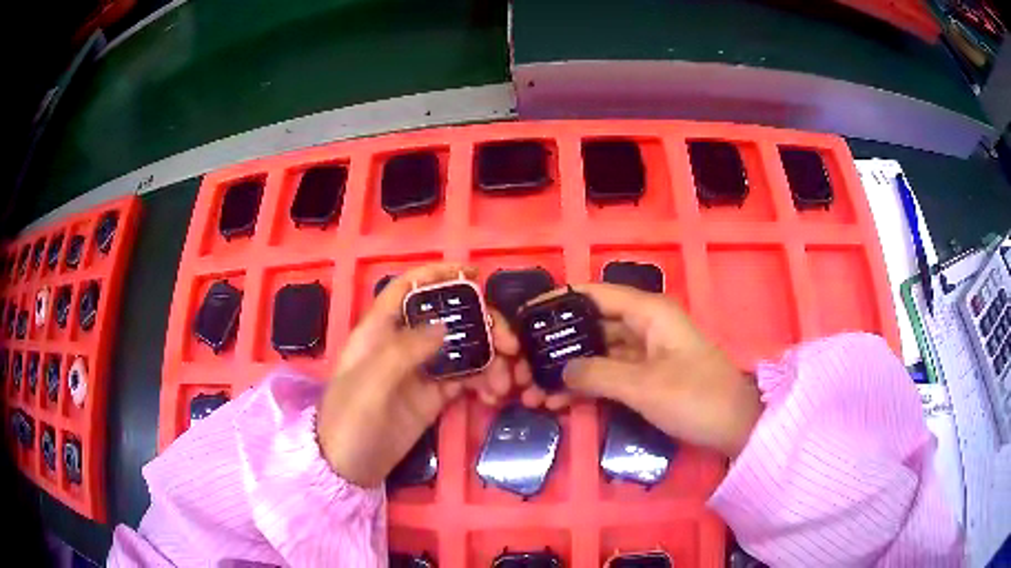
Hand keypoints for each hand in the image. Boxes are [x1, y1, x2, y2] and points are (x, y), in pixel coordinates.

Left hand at [316, 263, 519, 487]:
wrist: (348, 468)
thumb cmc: (349, 421)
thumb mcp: (370, 385)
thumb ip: (404, 351)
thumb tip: (445, 325)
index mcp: (380, 331)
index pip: (408, 288)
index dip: (437, 274)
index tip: (475, 274)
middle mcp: (403, 344)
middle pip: (448, 318)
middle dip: (483, 325)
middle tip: (511, 345)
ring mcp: (421, 371)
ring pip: (464, 349)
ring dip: (492, 358)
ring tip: (507, 382)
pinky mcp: (434, 397)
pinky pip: (466, 379)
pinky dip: (486, 381)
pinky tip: (496, 394)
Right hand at [517, 283, 761, 457]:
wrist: (735, 428)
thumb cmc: (696, 398)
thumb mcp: (643, 386)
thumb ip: (597, 374)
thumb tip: (560, 370)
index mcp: (648, 312)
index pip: (594, 294)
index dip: (558, 301)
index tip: (523, 318)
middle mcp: (644, 325)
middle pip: (591, 325)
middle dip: (557, 346)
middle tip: (522, 366)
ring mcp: (645, 352)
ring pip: (597, 353)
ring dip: (568, 371)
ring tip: (533, 393)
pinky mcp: (647, 375)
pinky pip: (609, 373)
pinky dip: (586, 385)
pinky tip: (559, 401)